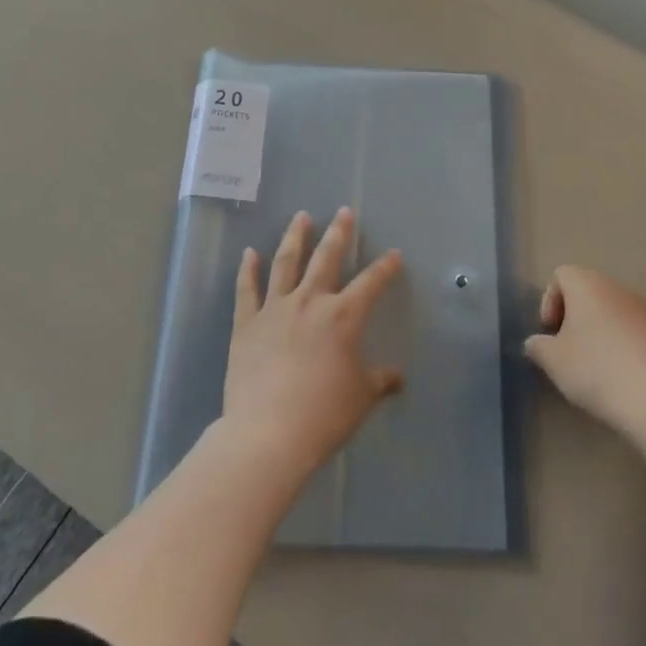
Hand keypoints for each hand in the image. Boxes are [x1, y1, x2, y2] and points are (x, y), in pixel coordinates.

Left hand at [218, 208, 403, 485]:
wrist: (267, 433)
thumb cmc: (323, 415)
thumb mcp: (361, 398)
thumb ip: (380, 381)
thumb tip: (398, 376)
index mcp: (343, 316)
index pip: (371, 282)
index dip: (385, 268)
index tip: (394, 255)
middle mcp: (310, 301)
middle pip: (326, 258)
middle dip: (339, 233)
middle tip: (344, 212)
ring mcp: (275, 309)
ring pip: (286, 262)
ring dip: (295, 237)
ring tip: (301, 216)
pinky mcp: (246, 324)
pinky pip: (247, 289)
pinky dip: (248, 269)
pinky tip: (249, 253)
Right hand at [524, 266, 645, 432]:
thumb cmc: (596, 370)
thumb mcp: (553, 361)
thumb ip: (538, 346)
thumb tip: (537, 343)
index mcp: (587, 284)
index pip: (561, 275)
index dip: (550, 301)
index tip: (550, 332)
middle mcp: (618, 287)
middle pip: (589, 291)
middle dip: (575, 317)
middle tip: (568, 350)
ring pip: (614, 310)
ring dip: (601, 330)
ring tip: (597, 367)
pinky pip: (637, 330)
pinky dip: (625, 345)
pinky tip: (624, 376)